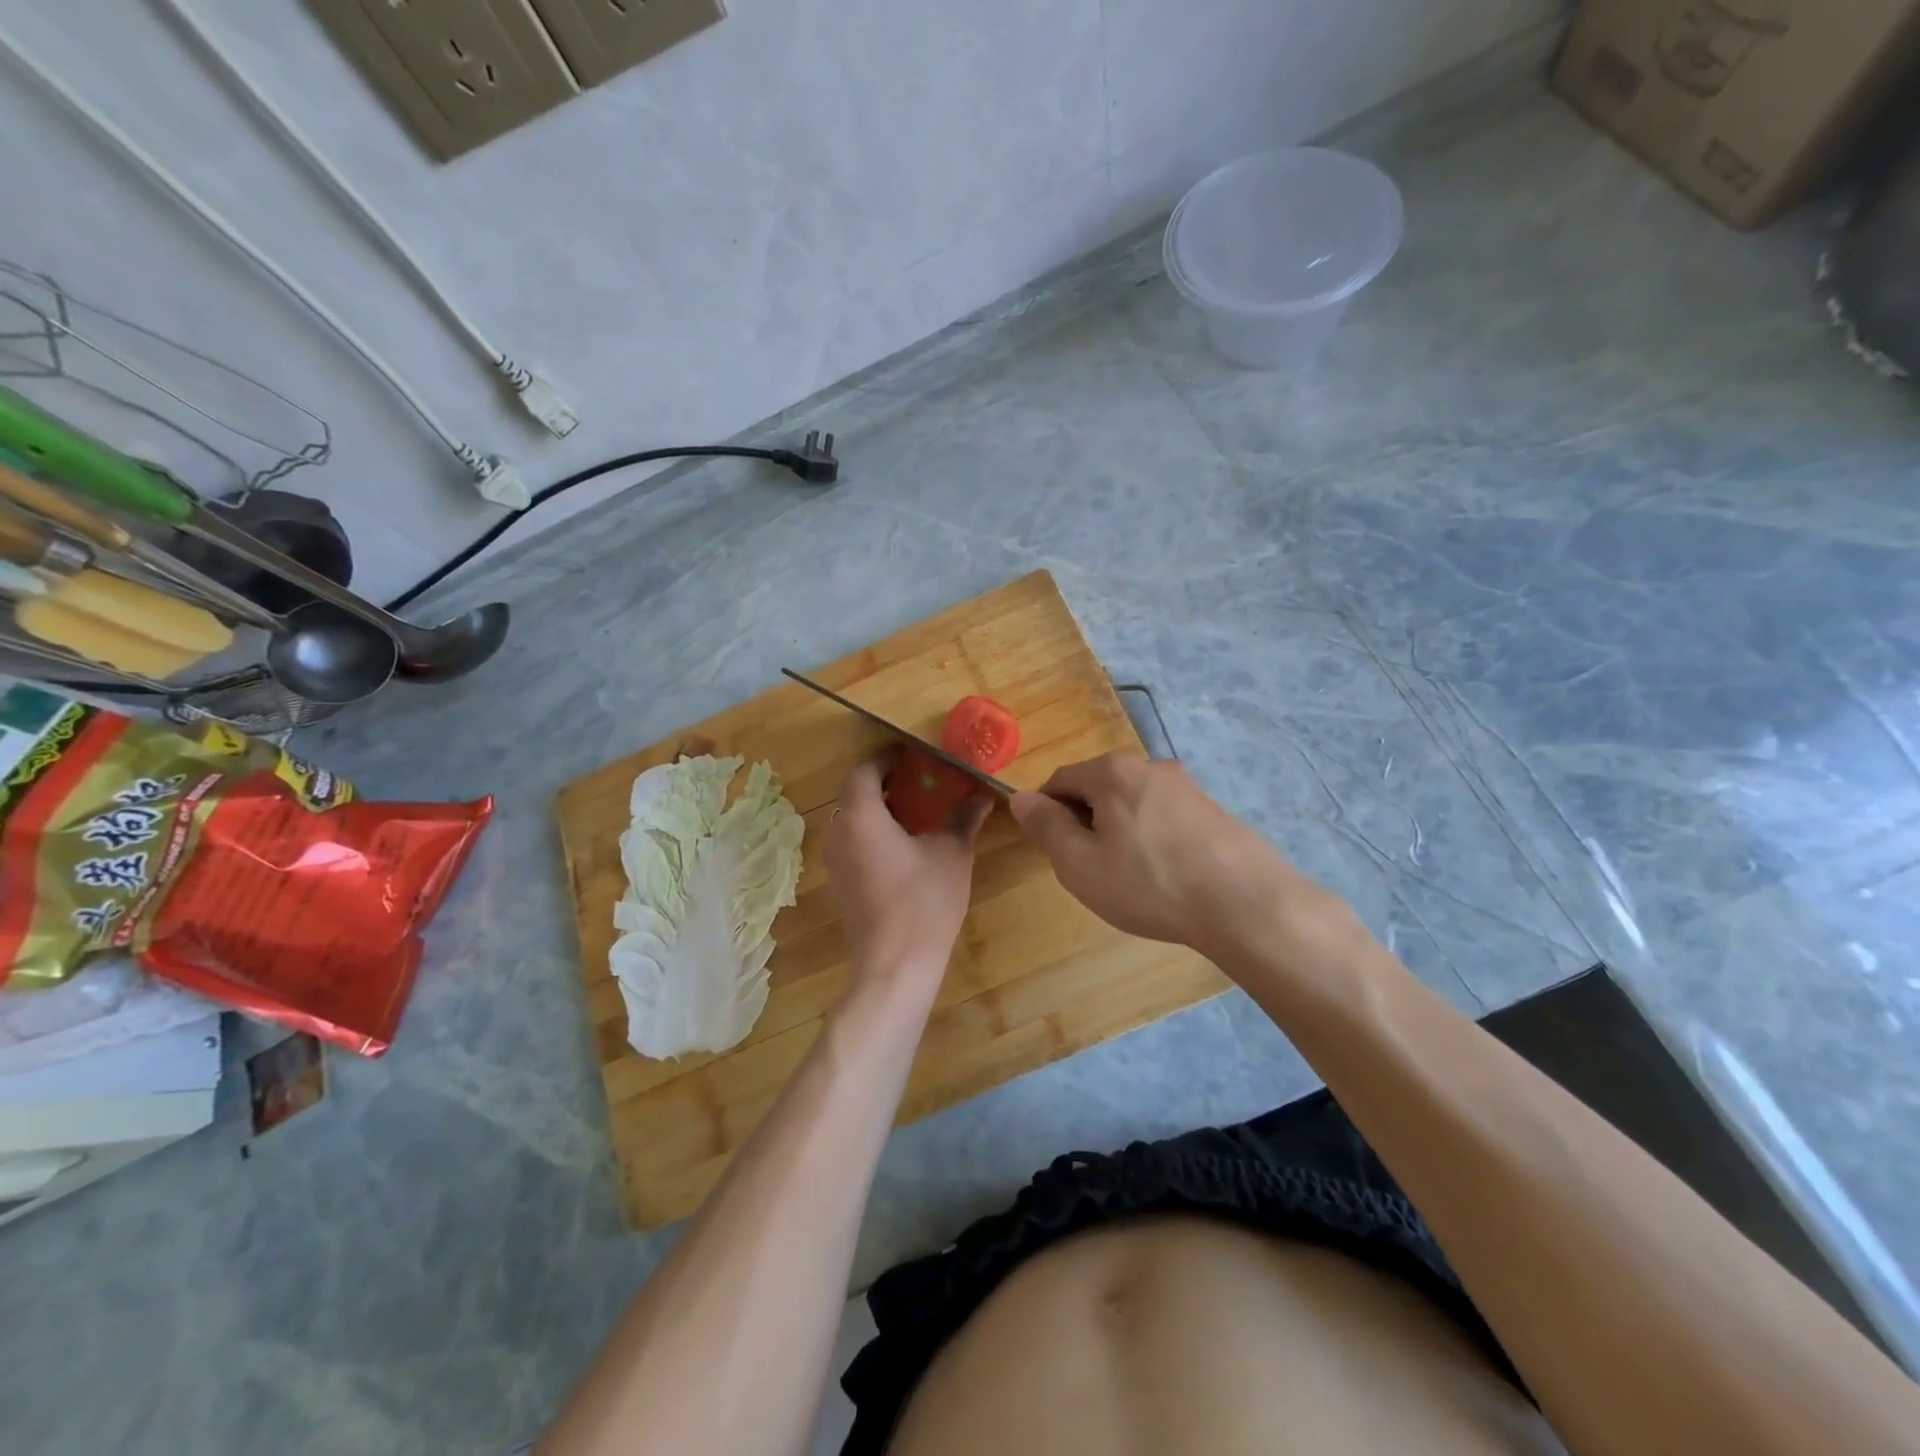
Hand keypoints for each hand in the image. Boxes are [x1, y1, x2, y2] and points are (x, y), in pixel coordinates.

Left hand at [825, 753, 990, 998]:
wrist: (895, 965)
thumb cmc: (923, 900)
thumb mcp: (951, 853)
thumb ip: (964, 818)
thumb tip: (983, 796)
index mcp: (860, 816)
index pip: (864, 770)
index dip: (886, 758)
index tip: (913, 754)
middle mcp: (838, 833)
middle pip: (855, 794)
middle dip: (885, 783)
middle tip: (921, 780)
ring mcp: (834, 862)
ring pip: (853, 821)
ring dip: (879, 810)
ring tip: (917, 811)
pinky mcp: (840, 885)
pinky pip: (853, 844)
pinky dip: (874, 834)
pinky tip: (905, 846)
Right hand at [1011, 753, 1311, 953]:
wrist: (1245, 903)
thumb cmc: (1149, 883)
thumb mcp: (1080, 863)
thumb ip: (1046, 826)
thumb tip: (1020, 797)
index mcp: (1111, 772)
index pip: (1060, 780)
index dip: (1047, 812)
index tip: (1053, 849)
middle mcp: (1149, 765)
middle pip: (1098, 787)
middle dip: (1085, 821)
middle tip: (1091, 867)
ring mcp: (1186, 785)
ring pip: (1133, 802)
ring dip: (1120, 830)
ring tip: (1130, 876)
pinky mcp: (1213, 808)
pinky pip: (1164, 815)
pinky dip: (1152, 837)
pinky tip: (1164, 874)